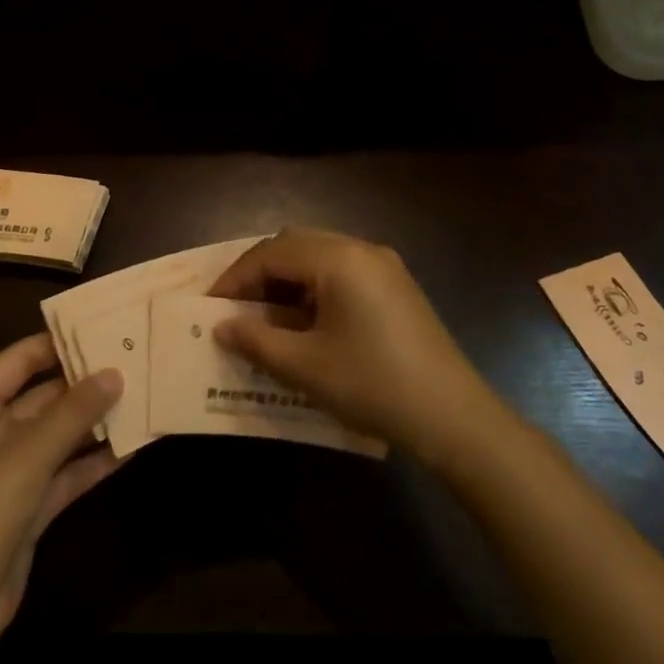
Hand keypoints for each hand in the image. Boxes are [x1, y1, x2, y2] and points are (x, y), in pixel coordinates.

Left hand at [0, 334, 122, 656]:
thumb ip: (73, 413)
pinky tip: (132, 447)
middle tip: (135, 361)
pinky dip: (93, 461)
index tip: (105, 327)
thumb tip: (115, 372)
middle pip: (42, 396)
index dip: (59, 342)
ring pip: (57, 435)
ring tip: (143, 397)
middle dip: (85, 383)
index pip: (19, 359)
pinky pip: (64, 472)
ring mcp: (8, 471)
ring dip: (94, 422)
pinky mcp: (26, 506)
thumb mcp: (26, 457)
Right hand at [209, 228, 496, 461]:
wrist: (454, 417)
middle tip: (234, 309)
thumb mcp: (305, 366)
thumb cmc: (373, 385)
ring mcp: (383, 266)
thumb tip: (222, 326)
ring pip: (318, 258)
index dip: (236, 278)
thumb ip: (256, 339)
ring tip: (263, 318)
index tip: (210, 308)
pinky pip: (341, 274)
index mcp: (339, 259)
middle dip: (259, 275)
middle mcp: (361, 249)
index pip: (271, 253)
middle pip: (295, 246)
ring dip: (286, 282)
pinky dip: (313, 290)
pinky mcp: (395, 287)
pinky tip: (302, 323)